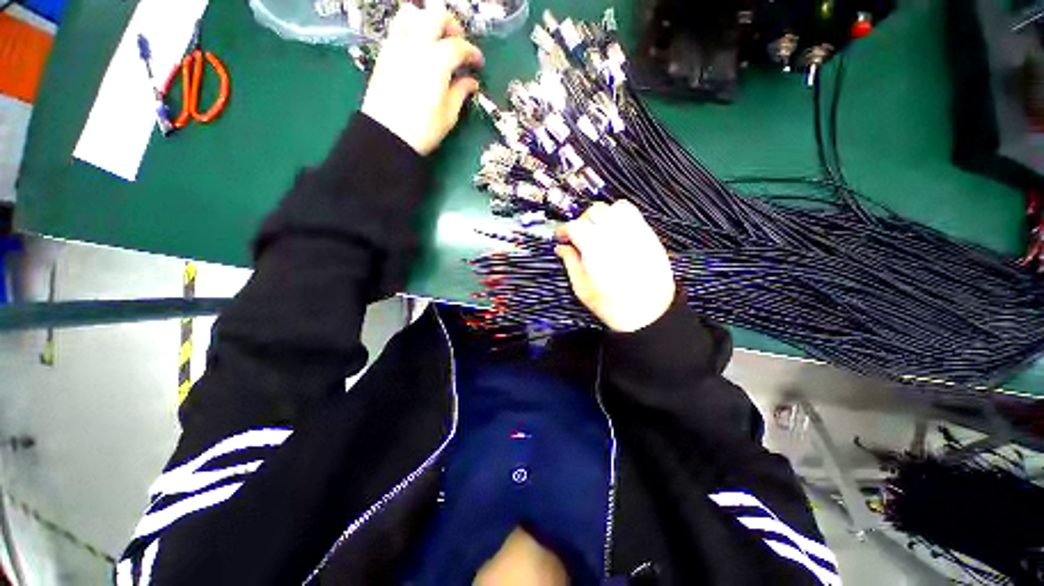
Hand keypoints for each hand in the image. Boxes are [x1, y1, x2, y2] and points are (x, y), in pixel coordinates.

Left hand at [361, 4, 483, 154]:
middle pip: (435, 15)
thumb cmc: (423, 129)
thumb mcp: (449, 115)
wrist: (387, 135)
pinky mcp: (384, 53)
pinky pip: (397, 28)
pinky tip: (418, 51)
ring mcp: (397, 46)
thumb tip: (471, 82)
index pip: (459, 46)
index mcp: (436, 62)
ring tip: (435, 40)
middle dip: (451, 26)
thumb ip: (461, 92)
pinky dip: (411, 30)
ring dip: (427, 20)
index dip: (473, 53)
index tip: (478, 64)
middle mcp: (416, 45)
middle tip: (458, 44)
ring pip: (411, 13)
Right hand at [555, 201, 675, 332]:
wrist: (649, 314)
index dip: (564, 229)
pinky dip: (621, 217)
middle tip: (579, 236)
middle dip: (582, 220)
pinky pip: (634, 214)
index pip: (574, 226)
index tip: (561, 237)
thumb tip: (561, 248)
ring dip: (603, 216)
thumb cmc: (613, 306)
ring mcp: (635, 233)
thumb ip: (570, 263)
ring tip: (599, 232)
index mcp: (595, 249)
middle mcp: (615, 235)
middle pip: (594, 211)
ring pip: (615, 207)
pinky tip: (617, 234)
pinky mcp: (649, 236)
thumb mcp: (583, 289)